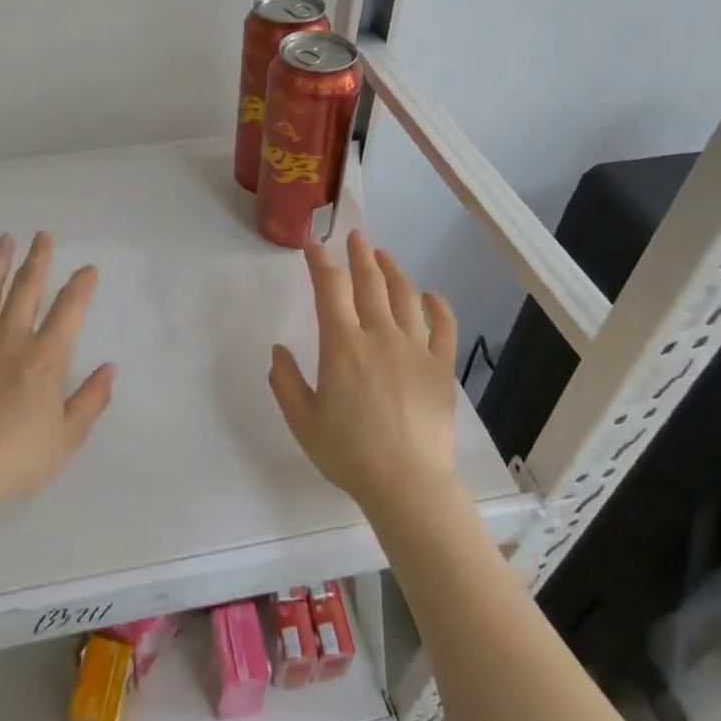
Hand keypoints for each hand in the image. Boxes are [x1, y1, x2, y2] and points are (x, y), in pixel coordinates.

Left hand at [0, 232, 114, 511]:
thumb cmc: (18, 458)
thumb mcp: (68, 436)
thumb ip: (91, 399)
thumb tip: (109, 368)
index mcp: (45, 357)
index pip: (69, 310)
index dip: (81, 286)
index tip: (88, 269)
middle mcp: (10, 338)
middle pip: (26, 289)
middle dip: (38, 260)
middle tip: (43, 236)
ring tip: (5, 240)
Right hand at [268, 231, 459, 514]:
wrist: (407, 483)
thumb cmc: (348, 453)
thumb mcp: (303, 421)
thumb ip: (286, 382)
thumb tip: (278, 350)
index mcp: (342, 346)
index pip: (330, 290)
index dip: (320, 263)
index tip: (313, 247)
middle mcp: (379, 336)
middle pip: (370, 283)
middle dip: (359, 255)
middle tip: (355, 236)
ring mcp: (415, 349)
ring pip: (405, 297)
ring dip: (393, 271)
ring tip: (384, 256)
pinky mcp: (441, 367)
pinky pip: (443, 327)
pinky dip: (437, 306)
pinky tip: (431, 295)